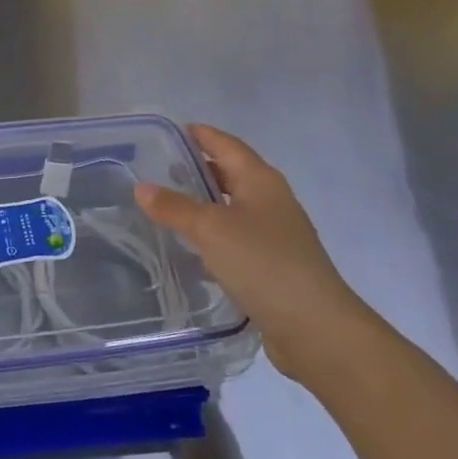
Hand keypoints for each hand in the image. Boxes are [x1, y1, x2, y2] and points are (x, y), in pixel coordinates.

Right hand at [137, 125, 369, 382]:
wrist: (315, 328)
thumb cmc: (263, 263)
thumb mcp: (211, 230)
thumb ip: (175, 207)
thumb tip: (141, 187)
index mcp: (261, 181)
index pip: (227, 145)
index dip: (201, 135)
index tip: (171, 130)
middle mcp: (270, 201)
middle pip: (231, 175)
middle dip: (199, 169)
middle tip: (160, 169)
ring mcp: (274, 235)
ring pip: (232, 209)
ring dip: (204, 205)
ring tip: (168, 207)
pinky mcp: (272, 266)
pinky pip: (235, 240)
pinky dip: (212, 238)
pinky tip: (190, 251)